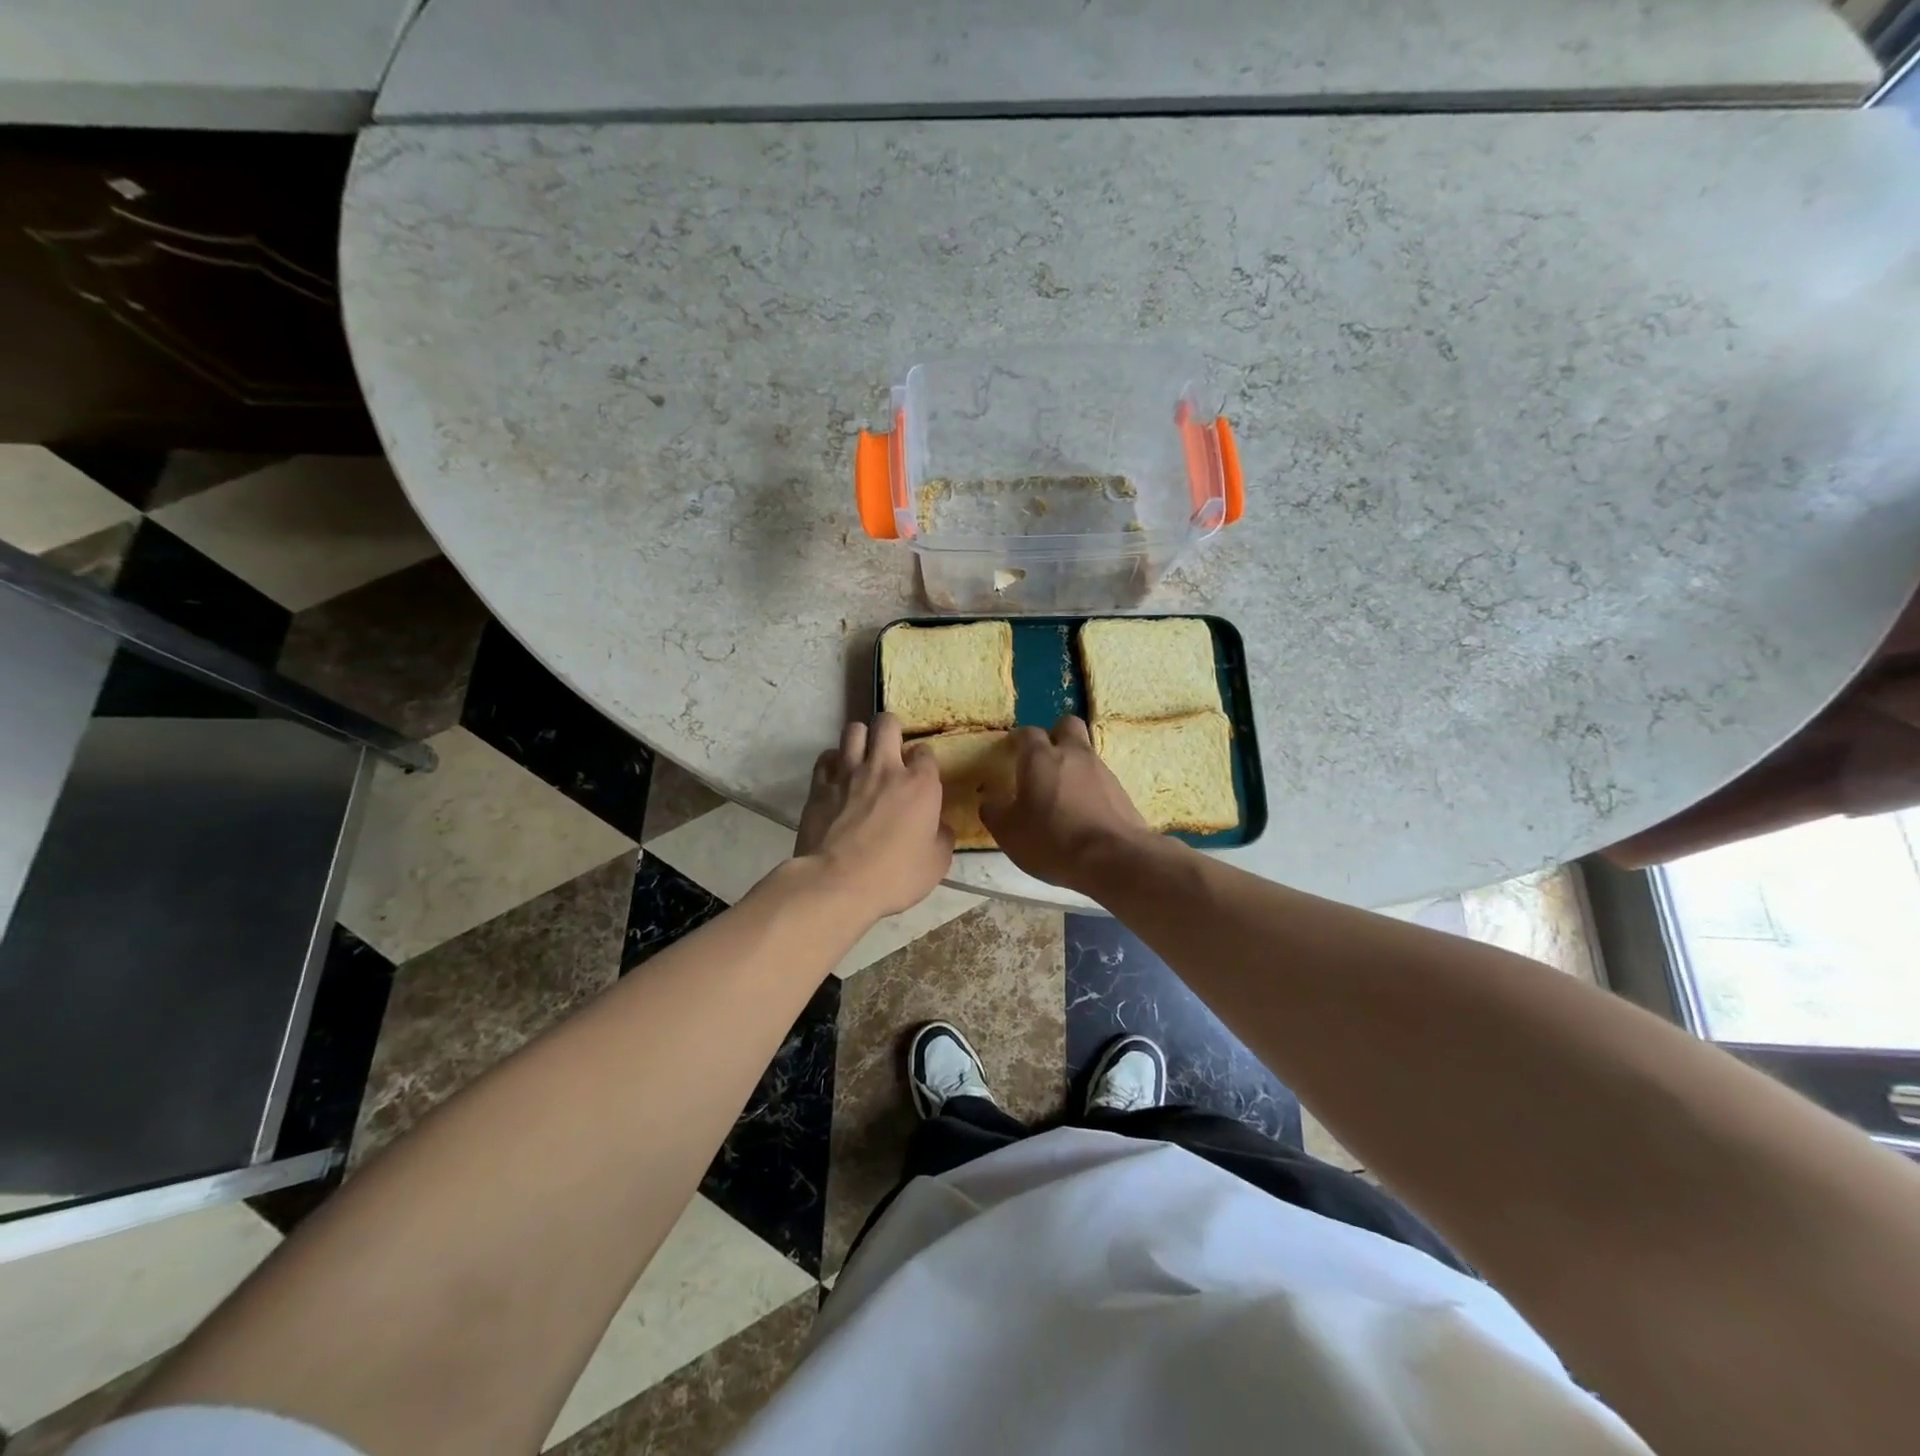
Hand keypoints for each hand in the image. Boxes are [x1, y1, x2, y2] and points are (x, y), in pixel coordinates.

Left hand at [793, 712, 952, 919]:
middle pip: (887, 724)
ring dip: (861, 739)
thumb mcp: (937, 863)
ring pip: (853, 730)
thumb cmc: (894, 876)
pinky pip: (826, 757)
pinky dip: (834, 761)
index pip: (925, 751)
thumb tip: (938, 826)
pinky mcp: (820, 785)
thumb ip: (942, 836)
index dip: (923, 761)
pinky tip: (837, 775)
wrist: (837, 883)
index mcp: (920, 784)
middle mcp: (885, 767)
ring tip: (862, 756)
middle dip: (891, 729)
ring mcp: (848, 772)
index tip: (920, 777)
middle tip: (891, 749)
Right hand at [980, 716, 1154, 892]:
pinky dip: (1089, 789)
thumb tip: (990, 800)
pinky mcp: (1121, 791)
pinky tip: (1082, 814)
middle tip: (1042, 760)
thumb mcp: (1008, 831)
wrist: (1113, 859)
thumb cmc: (1052, 839)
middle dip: (1054, 735)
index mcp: (1040, 757)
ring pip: (1085, 753)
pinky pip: (1100, 780)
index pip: (1027, 733)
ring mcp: (1102, 770)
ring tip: (1062, 795)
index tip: (1011, 751)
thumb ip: (994, 810)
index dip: (1018, 739)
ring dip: (1073, 765)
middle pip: (1067, 725)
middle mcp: (1073, 754)